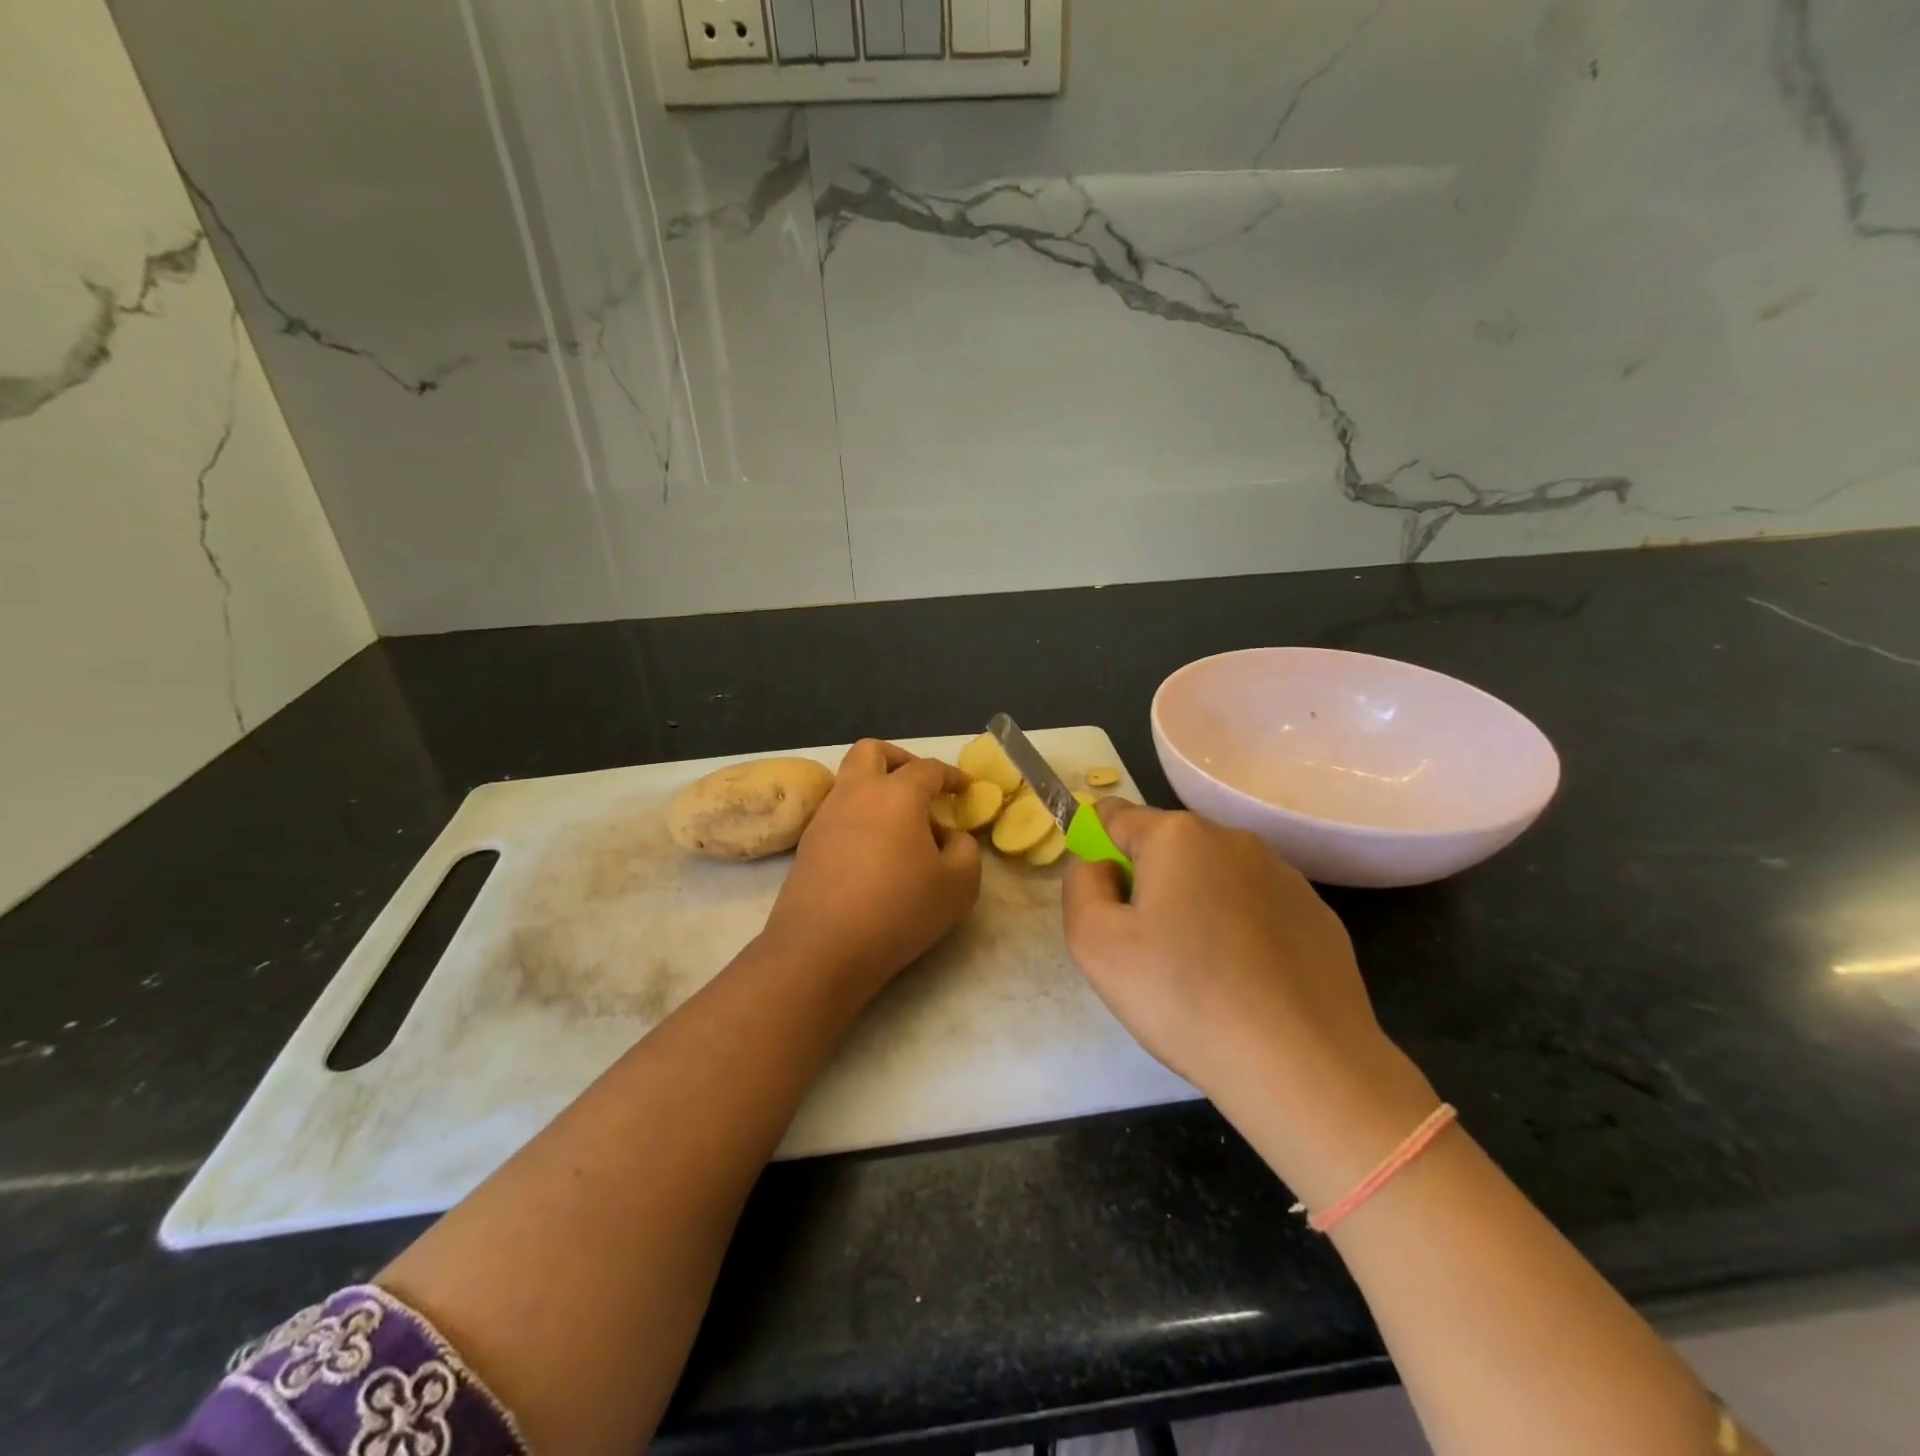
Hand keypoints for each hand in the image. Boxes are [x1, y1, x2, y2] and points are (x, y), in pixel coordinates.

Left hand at [759, 740, 981, 996]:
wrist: (822, 948)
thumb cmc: (899, 910)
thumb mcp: (959, 884)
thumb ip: (965, 849)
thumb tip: (946, 836)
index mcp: (897, 793)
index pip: (929, 768)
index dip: (952, 775)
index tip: (965, 787)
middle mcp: (856, 793)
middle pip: (873, 752)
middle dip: (900, 759)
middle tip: (922, 786)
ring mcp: (825, 817)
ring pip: (850, 781)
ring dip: (877, 790)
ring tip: (901, 827)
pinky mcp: (807, 845)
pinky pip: (838, 813)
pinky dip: (859, 818)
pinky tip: (875, 852)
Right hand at [1062, 803, 1434, 1196]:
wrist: (1302, 1065)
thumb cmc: (1182, 995)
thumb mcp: (1093, 942)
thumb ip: (1081, 885)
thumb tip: (1100, 867)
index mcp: (1178, 835)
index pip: (1116, 817)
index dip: (1097, 851)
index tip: (1103, 902)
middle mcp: (1235, 840)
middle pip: (1167, 848)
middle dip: (1147, 883)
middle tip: (1145, 949)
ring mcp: (1285, 877)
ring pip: (1215, 878)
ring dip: (1195, 906)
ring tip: (1198, 973)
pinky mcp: (1318, 916)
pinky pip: (1257, 910)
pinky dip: (1240, 932)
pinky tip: (1244, 983)